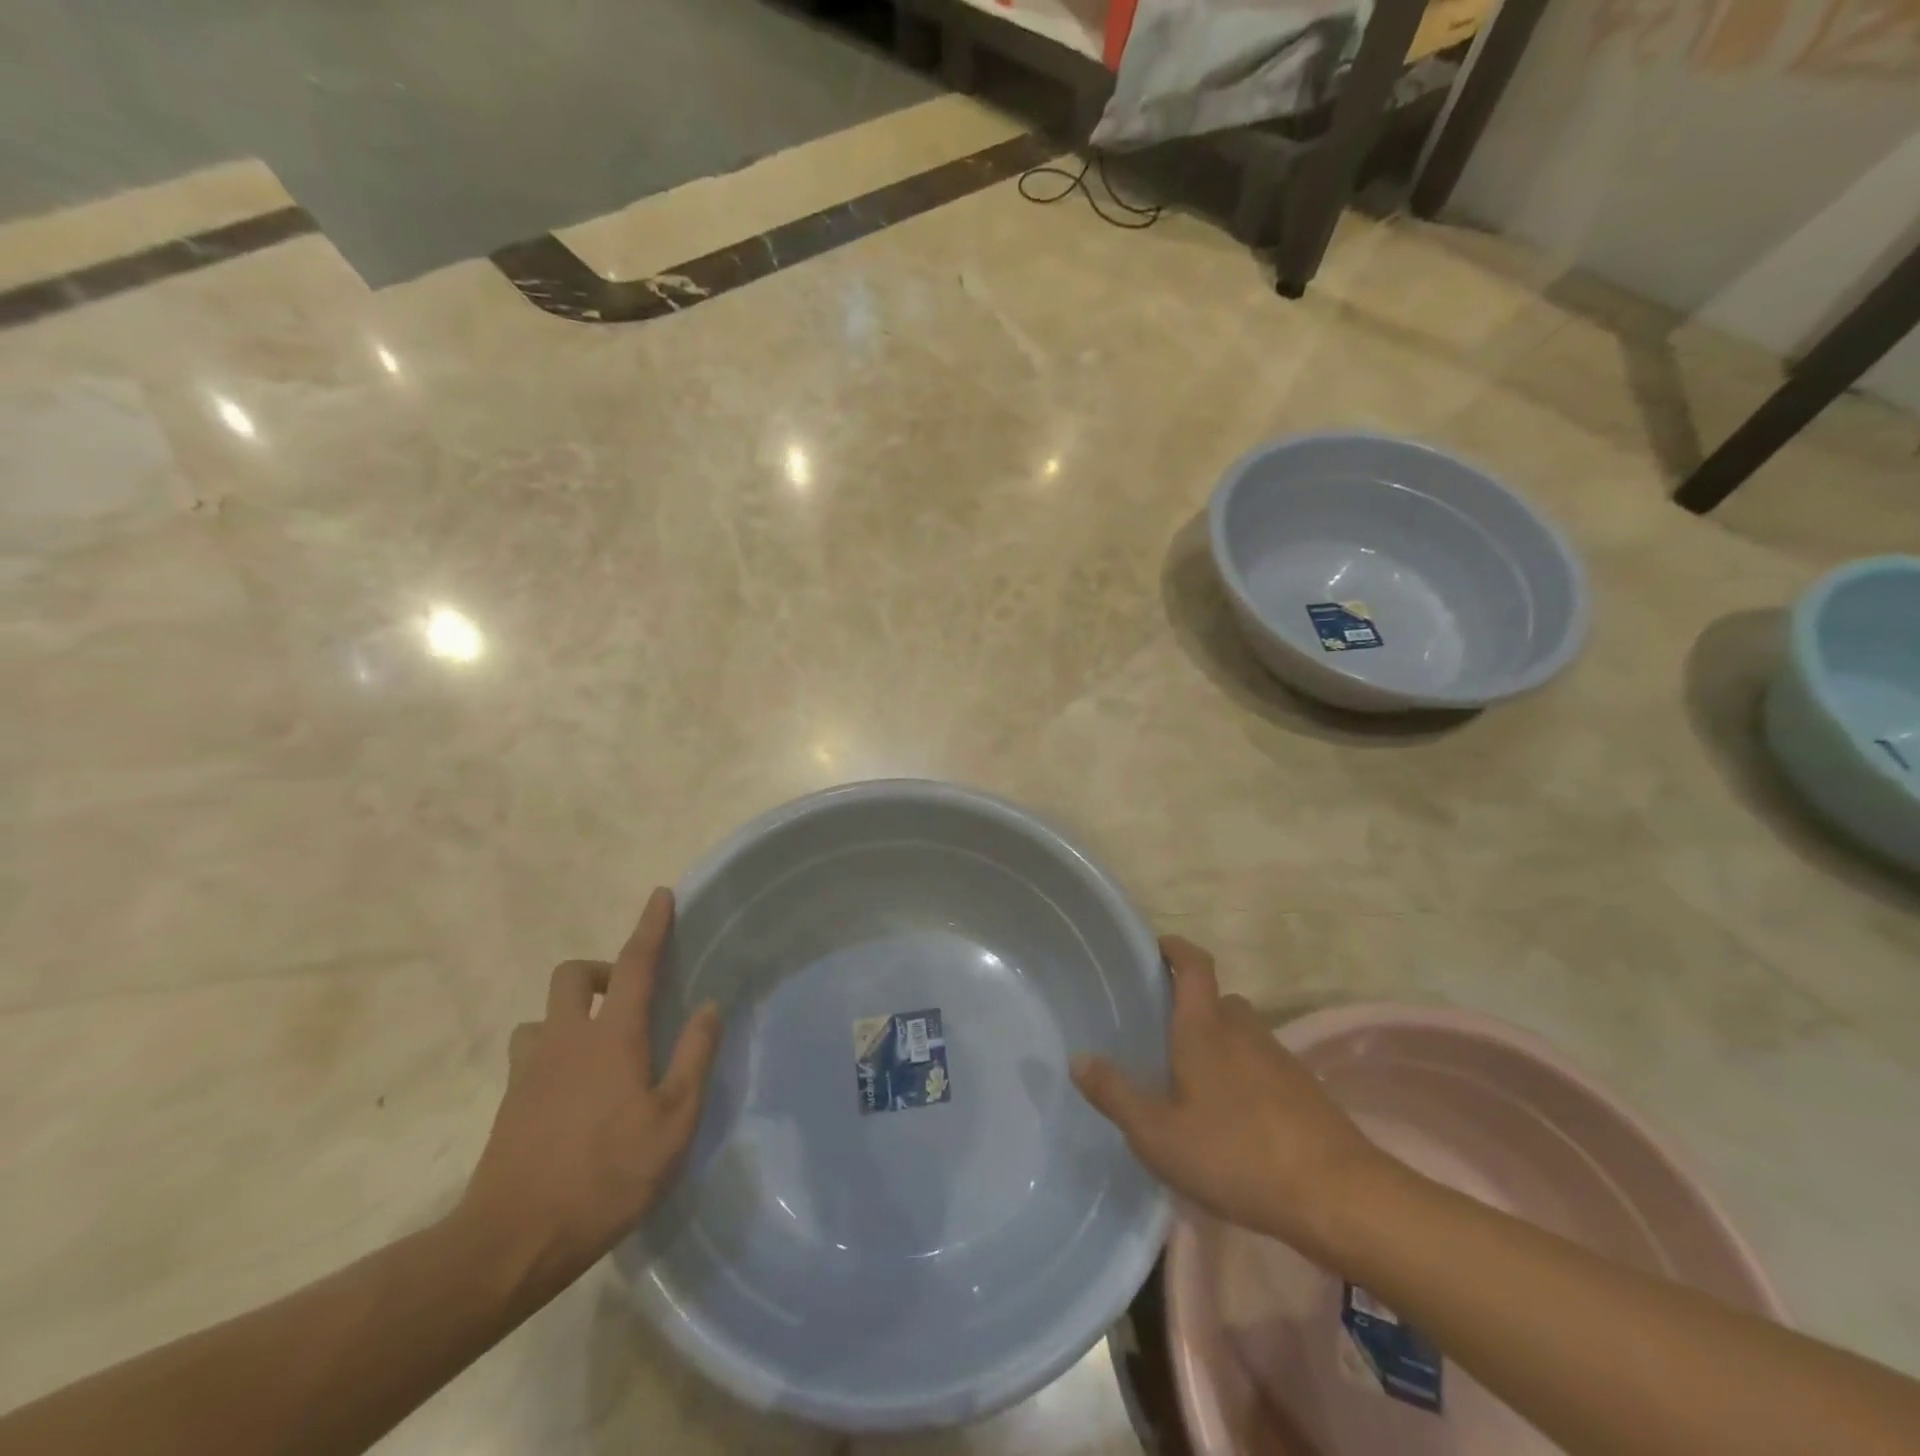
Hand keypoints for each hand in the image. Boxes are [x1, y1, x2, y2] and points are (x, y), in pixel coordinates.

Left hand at [459, 888, 722, 1286]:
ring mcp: (531, 1069)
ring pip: (543, 1014)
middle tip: (626, 996)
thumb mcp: (673, 1121)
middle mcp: (567, 1039)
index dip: (650, 927)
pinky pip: (528, 1052)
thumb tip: (709, 1006)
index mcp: (612, 1037)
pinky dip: (549, 1050)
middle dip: (600, 970)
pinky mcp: (509, 1101)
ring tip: (595, 1045)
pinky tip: (568, 1087)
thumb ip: (694, 1057)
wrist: (512, 1242)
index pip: (635, 964)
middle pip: (573, 975)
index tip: (660, 895)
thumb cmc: (607, 1176)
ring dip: (569, 1013)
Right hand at [1071, 936, 1384, 1259]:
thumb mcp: (1159, 1134)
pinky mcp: (1303, 1088)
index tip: (1156, 947)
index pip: (1194, 965)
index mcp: (1205, 1027)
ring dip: (1217, 1042)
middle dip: (1190, 1006)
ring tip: (1189, 1078)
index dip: (1176, 948)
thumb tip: (1077, 1059)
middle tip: (1160, 1030)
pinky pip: (1260, 1063)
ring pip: (1240, 1033)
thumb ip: (1116, 1094)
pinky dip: (1241, 1072)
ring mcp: (1278, 1057)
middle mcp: (1243, 1030)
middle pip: (1216, 1000)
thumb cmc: (1236, 1154)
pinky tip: (1229, 1115)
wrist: (1338, 1195)